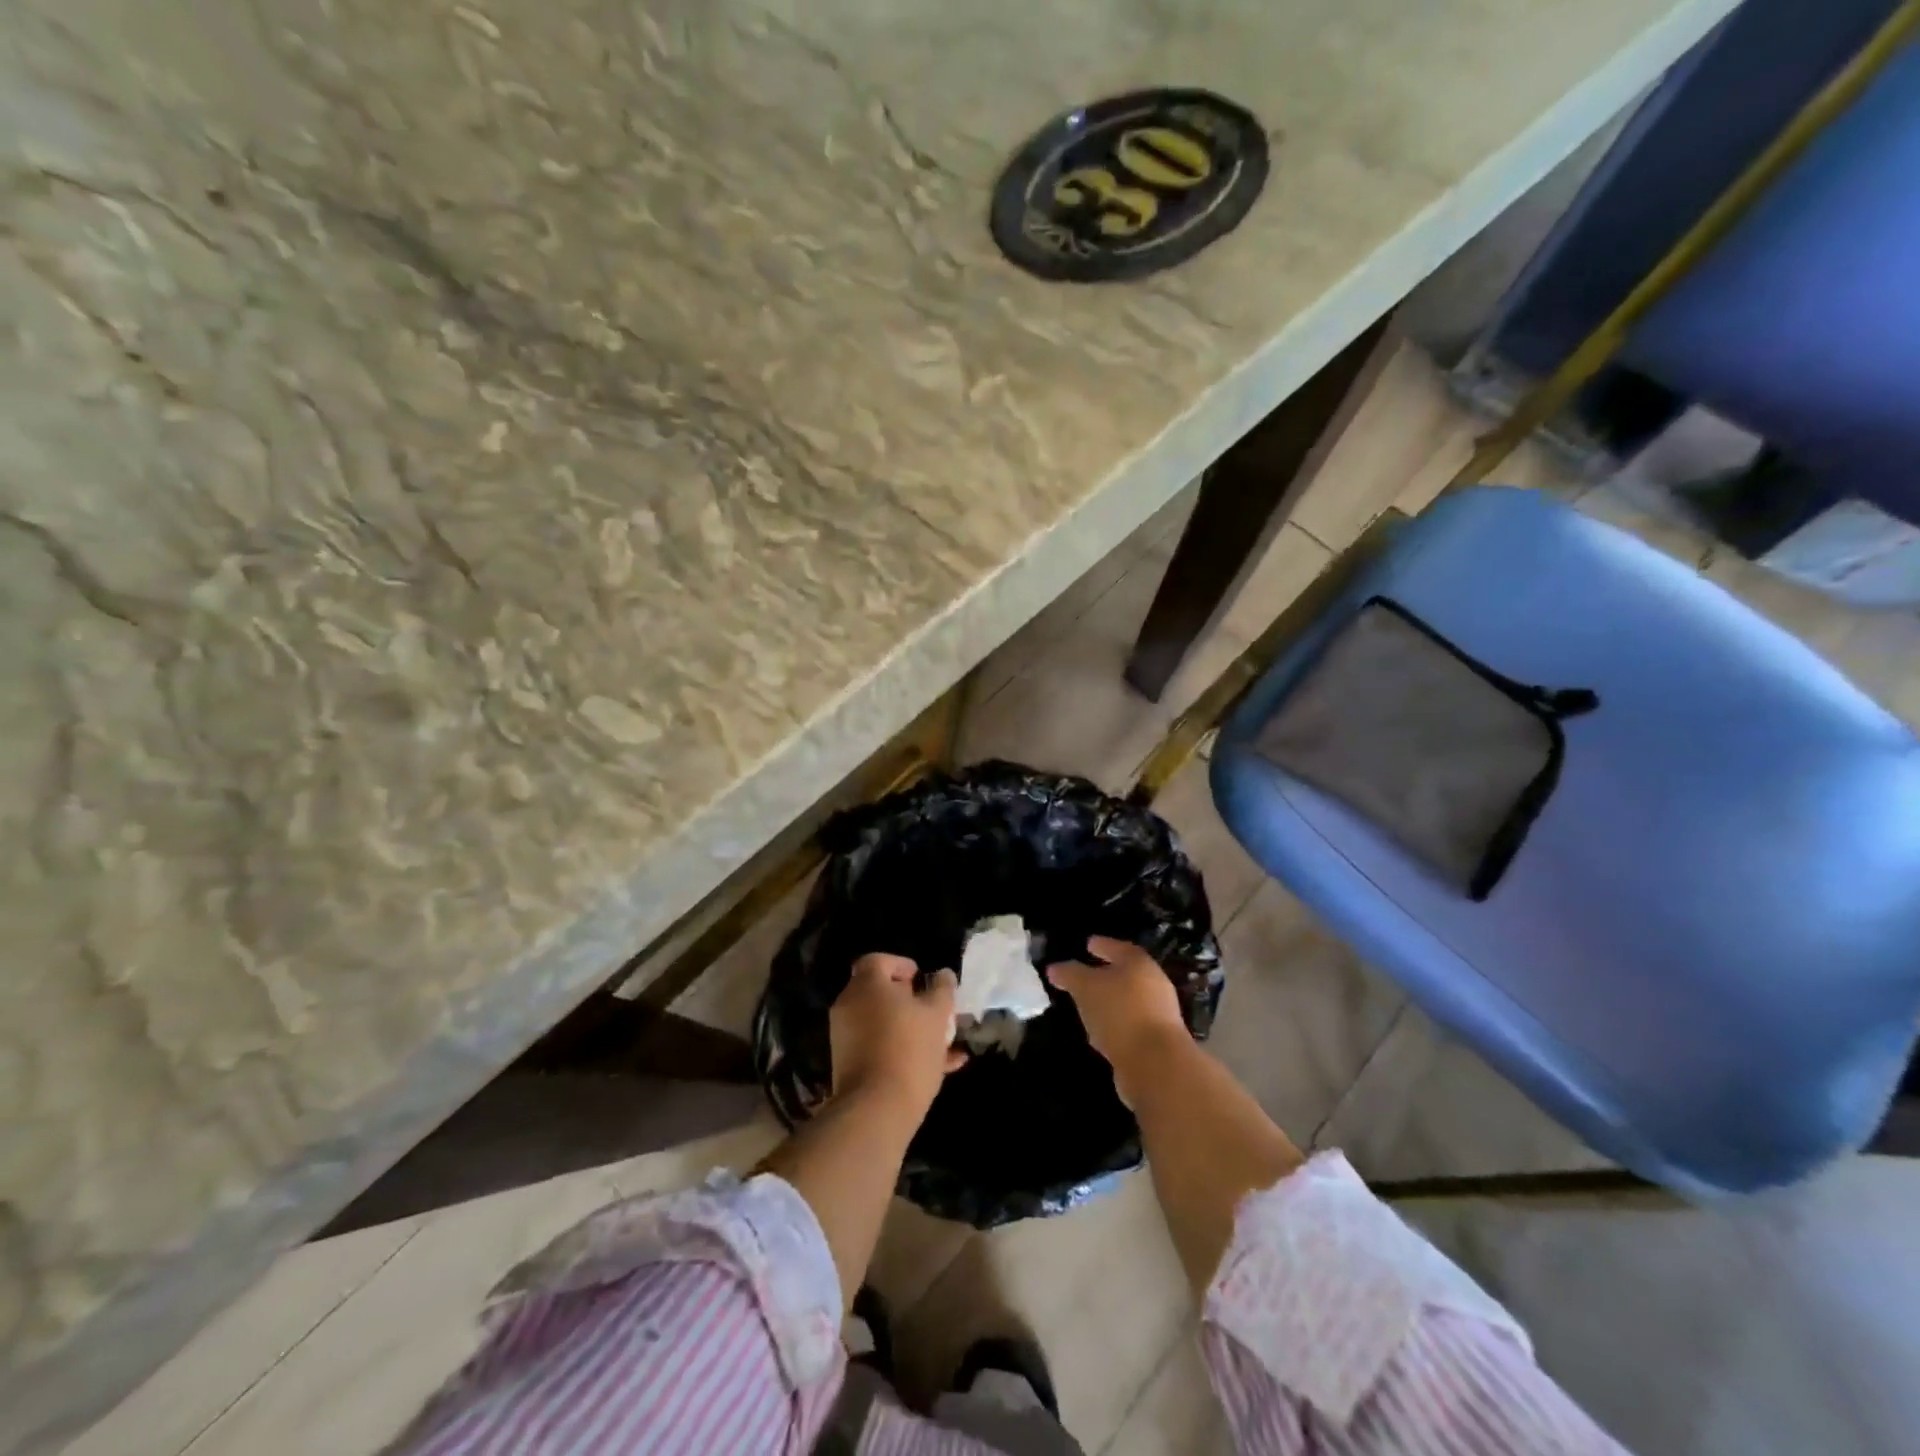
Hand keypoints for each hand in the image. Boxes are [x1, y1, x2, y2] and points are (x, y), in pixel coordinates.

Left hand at [830, 953, 966, 1113]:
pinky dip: (901, 1049)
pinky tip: (939, 1067)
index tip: (922, 979)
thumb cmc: (909, 1049)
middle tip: (934, 1011)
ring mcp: (845, 1037)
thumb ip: (942, 990)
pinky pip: (878, 1047)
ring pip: (882, 1023)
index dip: (901, 965)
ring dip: (910, 1028)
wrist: (875, 1109)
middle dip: (909, 1000)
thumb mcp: (936, 1015)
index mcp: (866, 985)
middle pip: (879, 993)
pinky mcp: (848, 1065)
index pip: (878, 960)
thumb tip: (943, 975)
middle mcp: (849, 1005)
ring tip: (943, 1043)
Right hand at [1047, 936, 1189, 1105]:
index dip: (1102, 945)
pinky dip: (1114, 1025)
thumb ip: (1069, 974)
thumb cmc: (1119, 1012)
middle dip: (1104, 975)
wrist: (1155, 1064)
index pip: (1118, 947)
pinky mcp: (1156, 1042)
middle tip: (1083, 976)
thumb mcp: (1085, 987)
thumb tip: (1054, 968)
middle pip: (1126, 974)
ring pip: (1127, 1001)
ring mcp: (1158, 1015)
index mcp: (1139, 963)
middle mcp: (1154, 984)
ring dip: (1108, 1003)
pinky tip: (1098, 1032)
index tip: (1087, 944)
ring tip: (1086, 1006)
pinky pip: (1129, 1025)